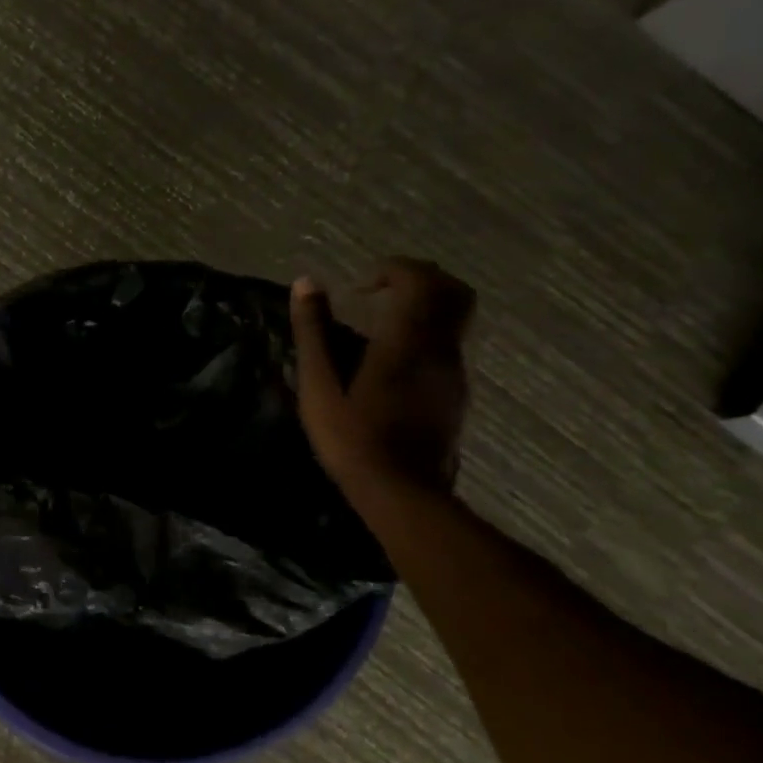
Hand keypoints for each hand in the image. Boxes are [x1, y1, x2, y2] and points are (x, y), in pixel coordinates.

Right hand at [290, 258, 475, 496]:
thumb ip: (312, 333)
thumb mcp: (318, 386)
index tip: (360, 286)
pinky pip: (449, 345)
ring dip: (425, 306)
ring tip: (383, 323)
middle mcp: (439, 349)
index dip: (392, 269)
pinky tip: (393, 360)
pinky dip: (427, 334)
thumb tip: (305, 284)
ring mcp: (453, 372)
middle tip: (382, 290)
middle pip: (453, 291)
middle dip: (420, 278)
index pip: (419, 280)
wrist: (402, 492)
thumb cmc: (352, 438)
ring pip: (456, 318)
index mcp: (406, 341)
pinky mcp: (456, 394)